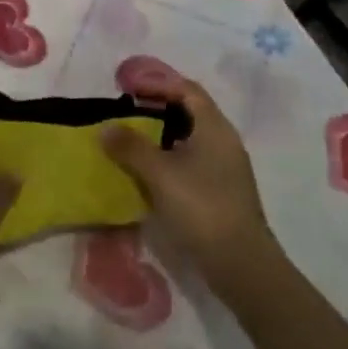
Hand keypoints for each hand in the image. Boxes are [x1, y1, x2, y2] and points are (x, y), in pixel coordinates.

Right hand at [101, 80, 277, 291]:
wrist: (241, 265)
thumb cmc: (202, 207)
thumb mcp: (160, 174)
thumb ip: (131, 147)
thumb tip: (106, 128)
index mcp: (214, 127)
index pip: (187, 90)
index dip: (158, 84)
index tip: (129, 89)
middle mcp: (224, 141)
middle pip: (190, 112)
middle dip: (158, 109)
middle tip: (127, 112)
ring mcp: (226, 168)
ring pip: (190, 139)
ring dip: (162, 136)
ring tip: (133, 141)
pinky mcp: (222, 192)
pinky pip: (193, 162)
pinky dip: (170, 158)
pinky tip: (150, 173)